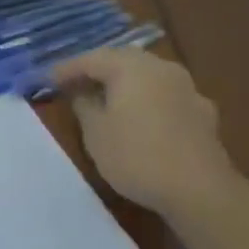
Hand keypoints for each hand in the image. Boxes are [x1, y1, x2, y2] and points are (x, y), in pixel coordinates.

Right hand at [49, 47, 234, 215]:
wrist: (199, 190)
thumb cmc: (136, 156)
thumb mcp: (95, 132)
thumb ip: (84, 105)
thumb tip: (82, 93)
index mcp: (131, 68)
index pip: (91, 59)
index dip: (66, 69)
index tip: (46, 79)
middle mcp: (161, 69)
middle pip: (123, 60)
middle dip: (97, 69)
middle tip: (74, 82)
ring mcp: (187, 89)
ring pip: (147, 76)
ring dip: (124, 83)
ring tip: (105, 97)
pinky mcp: (202, 112)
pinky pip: (165, 96)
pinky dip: (147, 100)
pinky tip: (141, 116)